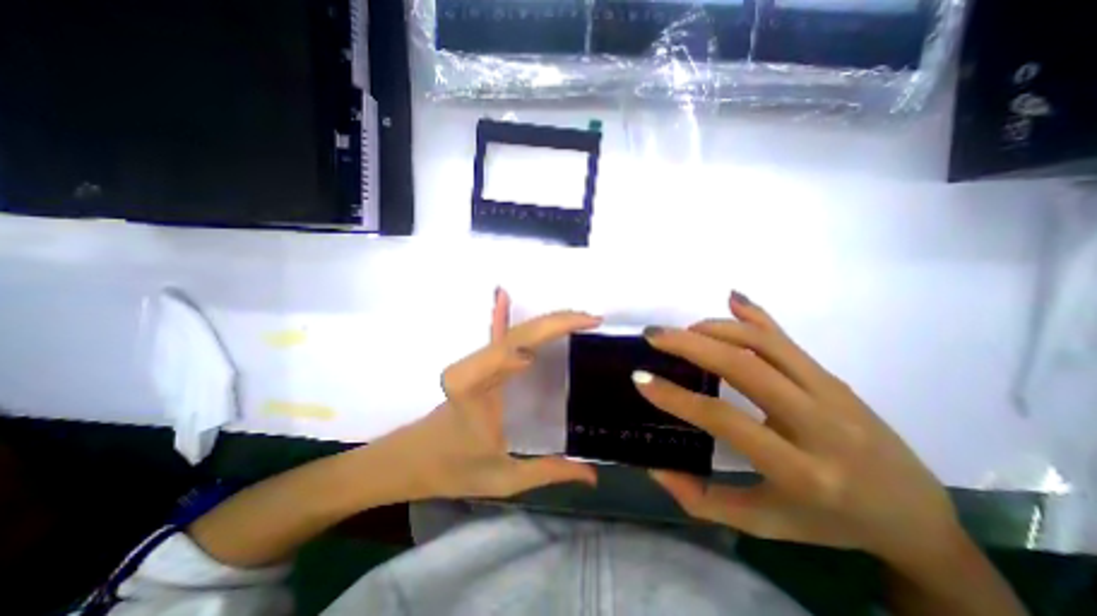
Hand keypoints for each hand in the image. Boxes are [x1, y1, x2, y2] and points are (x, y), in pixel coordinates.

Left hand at [385, 288, 598, 498]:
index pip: (512, 348)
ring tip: (577, 316)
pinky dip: (501, 314)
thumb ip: (549, 472)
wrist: (412, 460)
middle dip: (557, 321)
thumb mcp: (504, 478)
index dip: (546, 332)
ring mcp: (475, 362)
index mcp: (474, 386)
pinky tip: (503, 294)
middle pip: (519, 334)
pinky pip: (494, 335)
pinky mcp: (477, 364)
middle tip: (591, 319)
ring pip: (514, 332)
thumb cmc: (453, 469)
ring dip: (547, 321)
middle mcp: (473, 366)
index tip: (585, 326)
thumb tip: (593, 475)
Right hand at [635, 294, 962, 562]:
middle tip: (654, 335)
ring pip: (765, 344)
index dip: (677, 398)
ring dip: (716, 328)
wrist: (917, 517)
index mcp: (802, 471)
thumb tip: (655, 467)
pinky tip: (731, 299)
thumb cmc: (831, 524)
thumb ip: (703, 499)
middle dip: (691, 345)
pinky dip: (755, 315)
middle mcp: (820, 423)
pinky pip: (786, 339)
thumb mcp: (763, 524)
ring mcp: (831, 392)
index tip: (641, 379)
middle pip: (745, 366)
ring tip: (683, 330)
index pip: (726, 420)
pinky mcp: (833, 377)